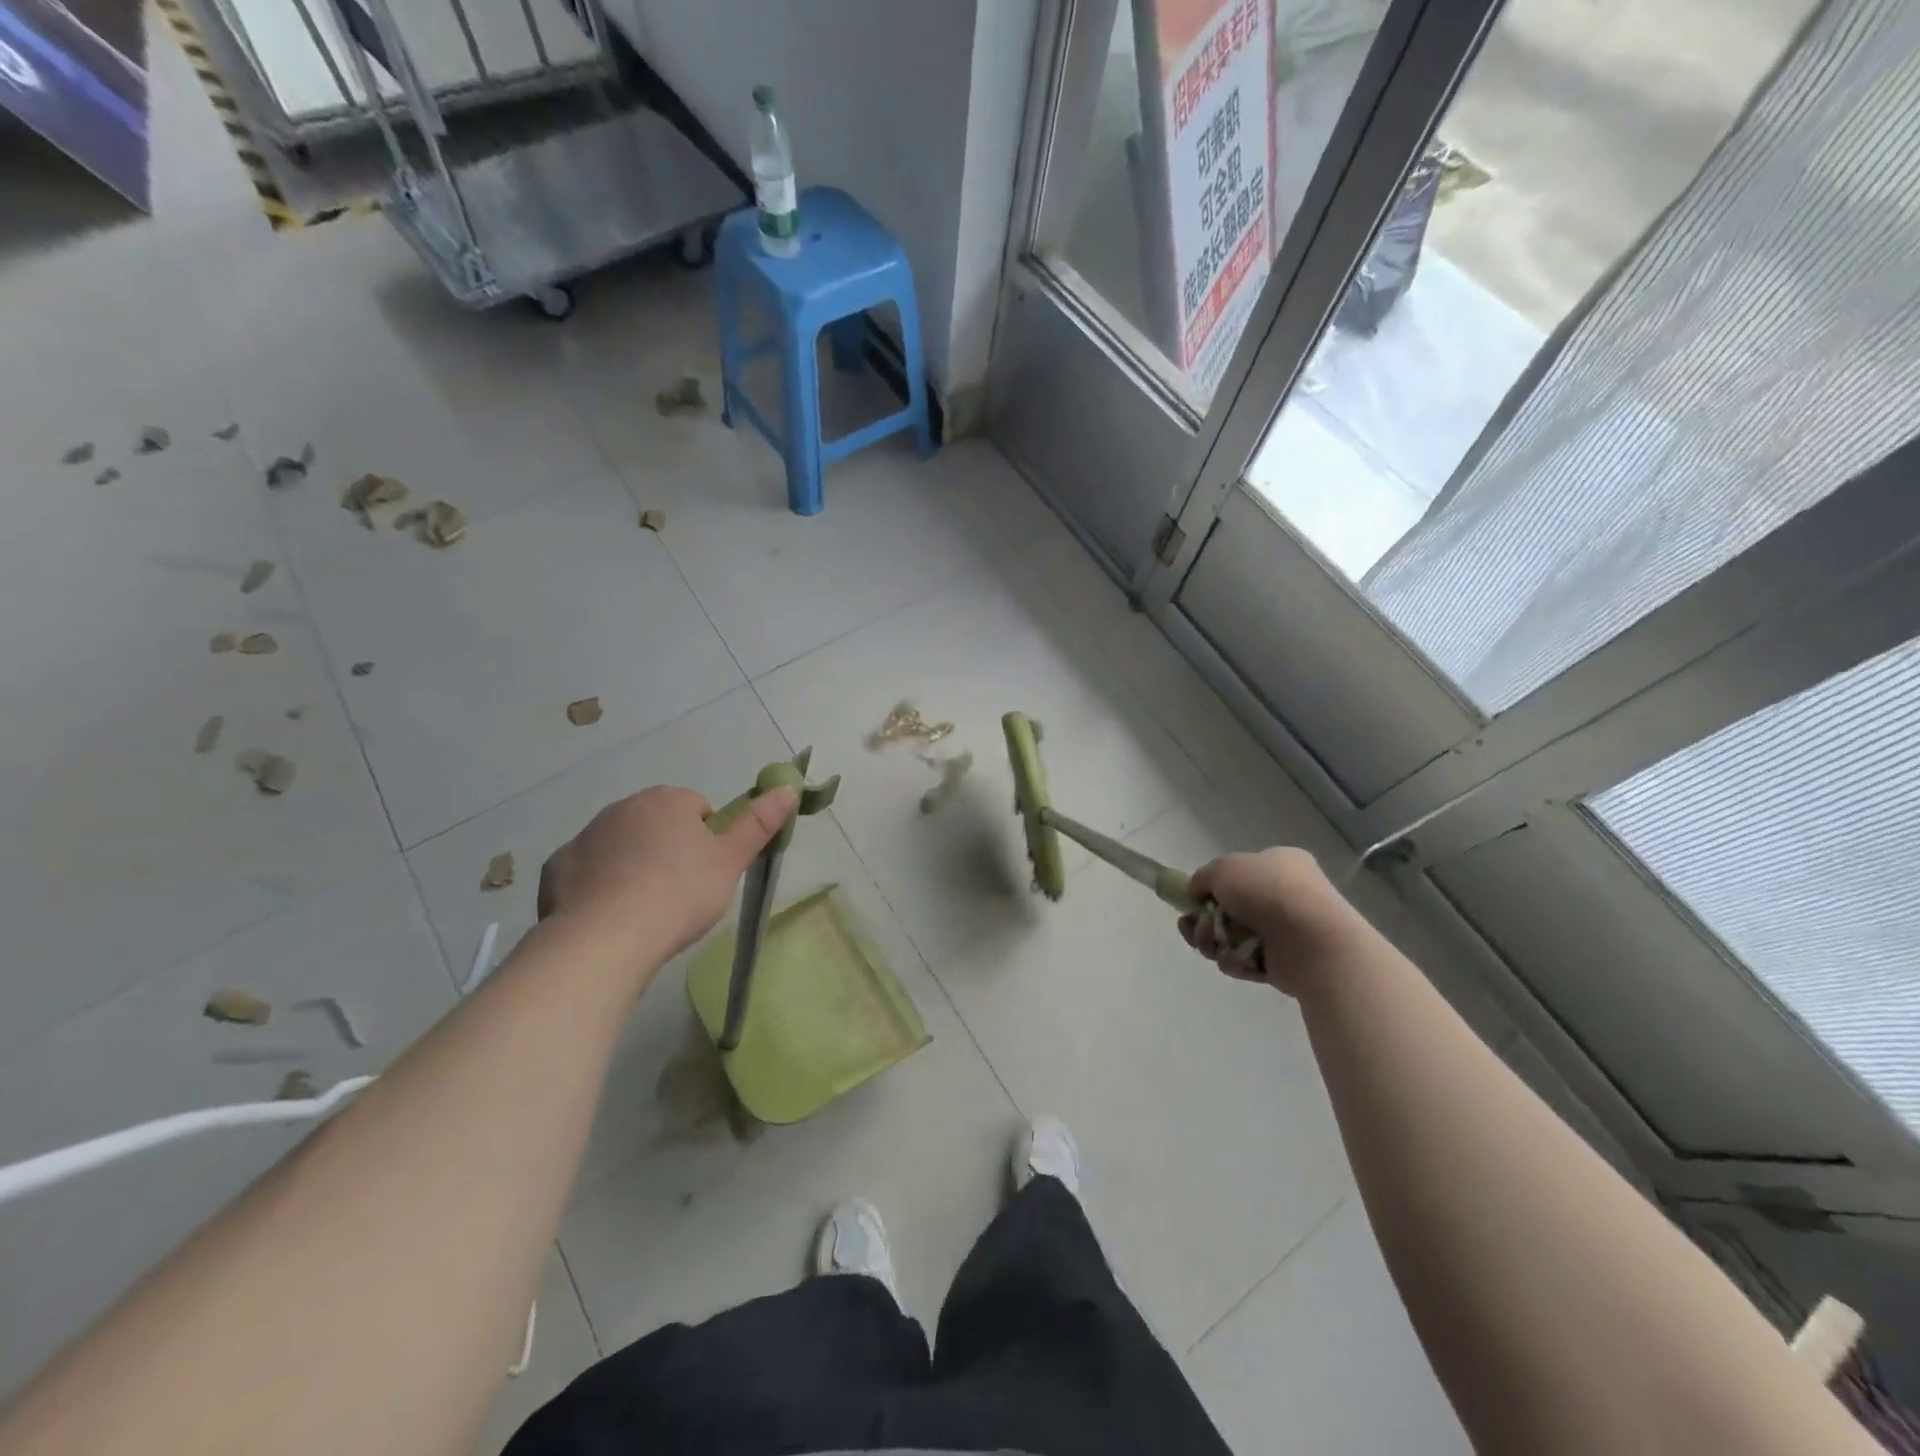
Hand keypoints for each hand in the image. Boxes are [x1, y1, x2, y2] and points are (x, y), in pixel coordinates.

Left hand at [538, 784, 798, 961]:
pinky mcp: (557, 868)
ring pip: (622, 847)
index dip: (708, 841)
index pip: (699, 809)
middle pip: (658, 824)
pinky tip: (611, 917)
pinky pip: (588, 872)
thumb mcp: (731, 861)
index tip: (708, 874)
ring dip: (635, 867)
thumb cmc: (679, 894)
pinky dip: (599, 887)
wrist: (604, 940)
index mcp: (667, 800)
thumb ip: (760, 823)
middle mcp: (623, 807)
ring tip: (646, 910)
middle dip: (670, 850)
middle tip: (681, 893)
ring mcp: (585, 836)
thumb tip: (788, 787)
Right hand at [1179, 847, 1357, 996]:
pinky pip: (1247, 960)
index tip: (1193, 900)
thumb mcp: (1223, 868)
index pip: (1236, 873)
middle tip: (1194, 928)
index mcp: (1278, 863)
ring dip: (1213, 941)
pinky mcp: (1284, 962)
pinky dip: (1236, 961)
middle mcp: (1284, 894)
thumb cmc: (1268, 893)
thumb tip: (1197, 892)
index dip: (1211, 887)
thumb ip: (1203, 877)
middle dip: (1204, 920)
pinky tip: (1237, 960)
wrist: (1312, 942)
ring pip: (1232, 936)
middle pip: (1227, 908)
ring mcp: (1286, 929)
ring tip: (1213, 945)